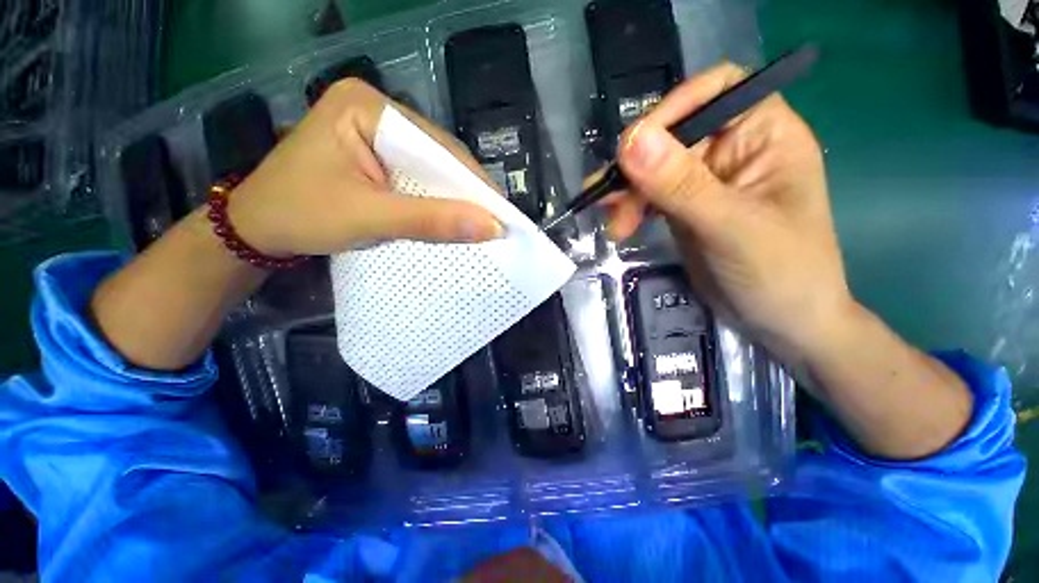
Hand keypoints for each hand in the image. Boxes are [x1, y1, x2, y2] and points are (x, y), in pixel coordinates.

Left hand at [227, 79, 502, 256]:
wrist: (256, 229)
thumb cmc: (299, 215)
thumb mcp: (369, 217)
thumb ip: (430, 221)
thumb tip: (491, 227)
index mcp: (367, 106)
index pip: (437, 146)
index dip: (472, 183)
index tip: (501, 214)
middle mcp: (376, 111)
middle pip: (438, 155)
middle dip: (466, 192)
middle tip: (496, 223)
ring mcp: (377, 132)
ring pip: (432, 169)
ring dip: (455, 199)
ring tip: (482, 223)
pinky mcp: (377, 156)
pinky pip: (419, 179)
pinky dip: (437, 201)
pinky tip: (452, 217)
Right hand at [605, 63, 851, 357]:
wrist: (782, 323)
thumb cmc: (780, 272)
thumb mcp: (730, 226)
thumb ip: (681, 185)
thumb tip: (630, 141)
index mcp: (765, 135)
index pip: (716, 91)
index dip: (674, 109)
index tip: (634, 146)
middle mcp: (734, 150)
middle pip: (674, 136)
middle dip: (637, 167)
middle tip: (609, 198)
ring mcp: (707, 181)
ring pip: (655, 169)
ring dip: (628, 193)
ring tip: (612, 223)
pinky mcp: (687, 209)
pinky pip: (651, 196)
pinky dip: (631, 208)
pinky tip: (619, 226)